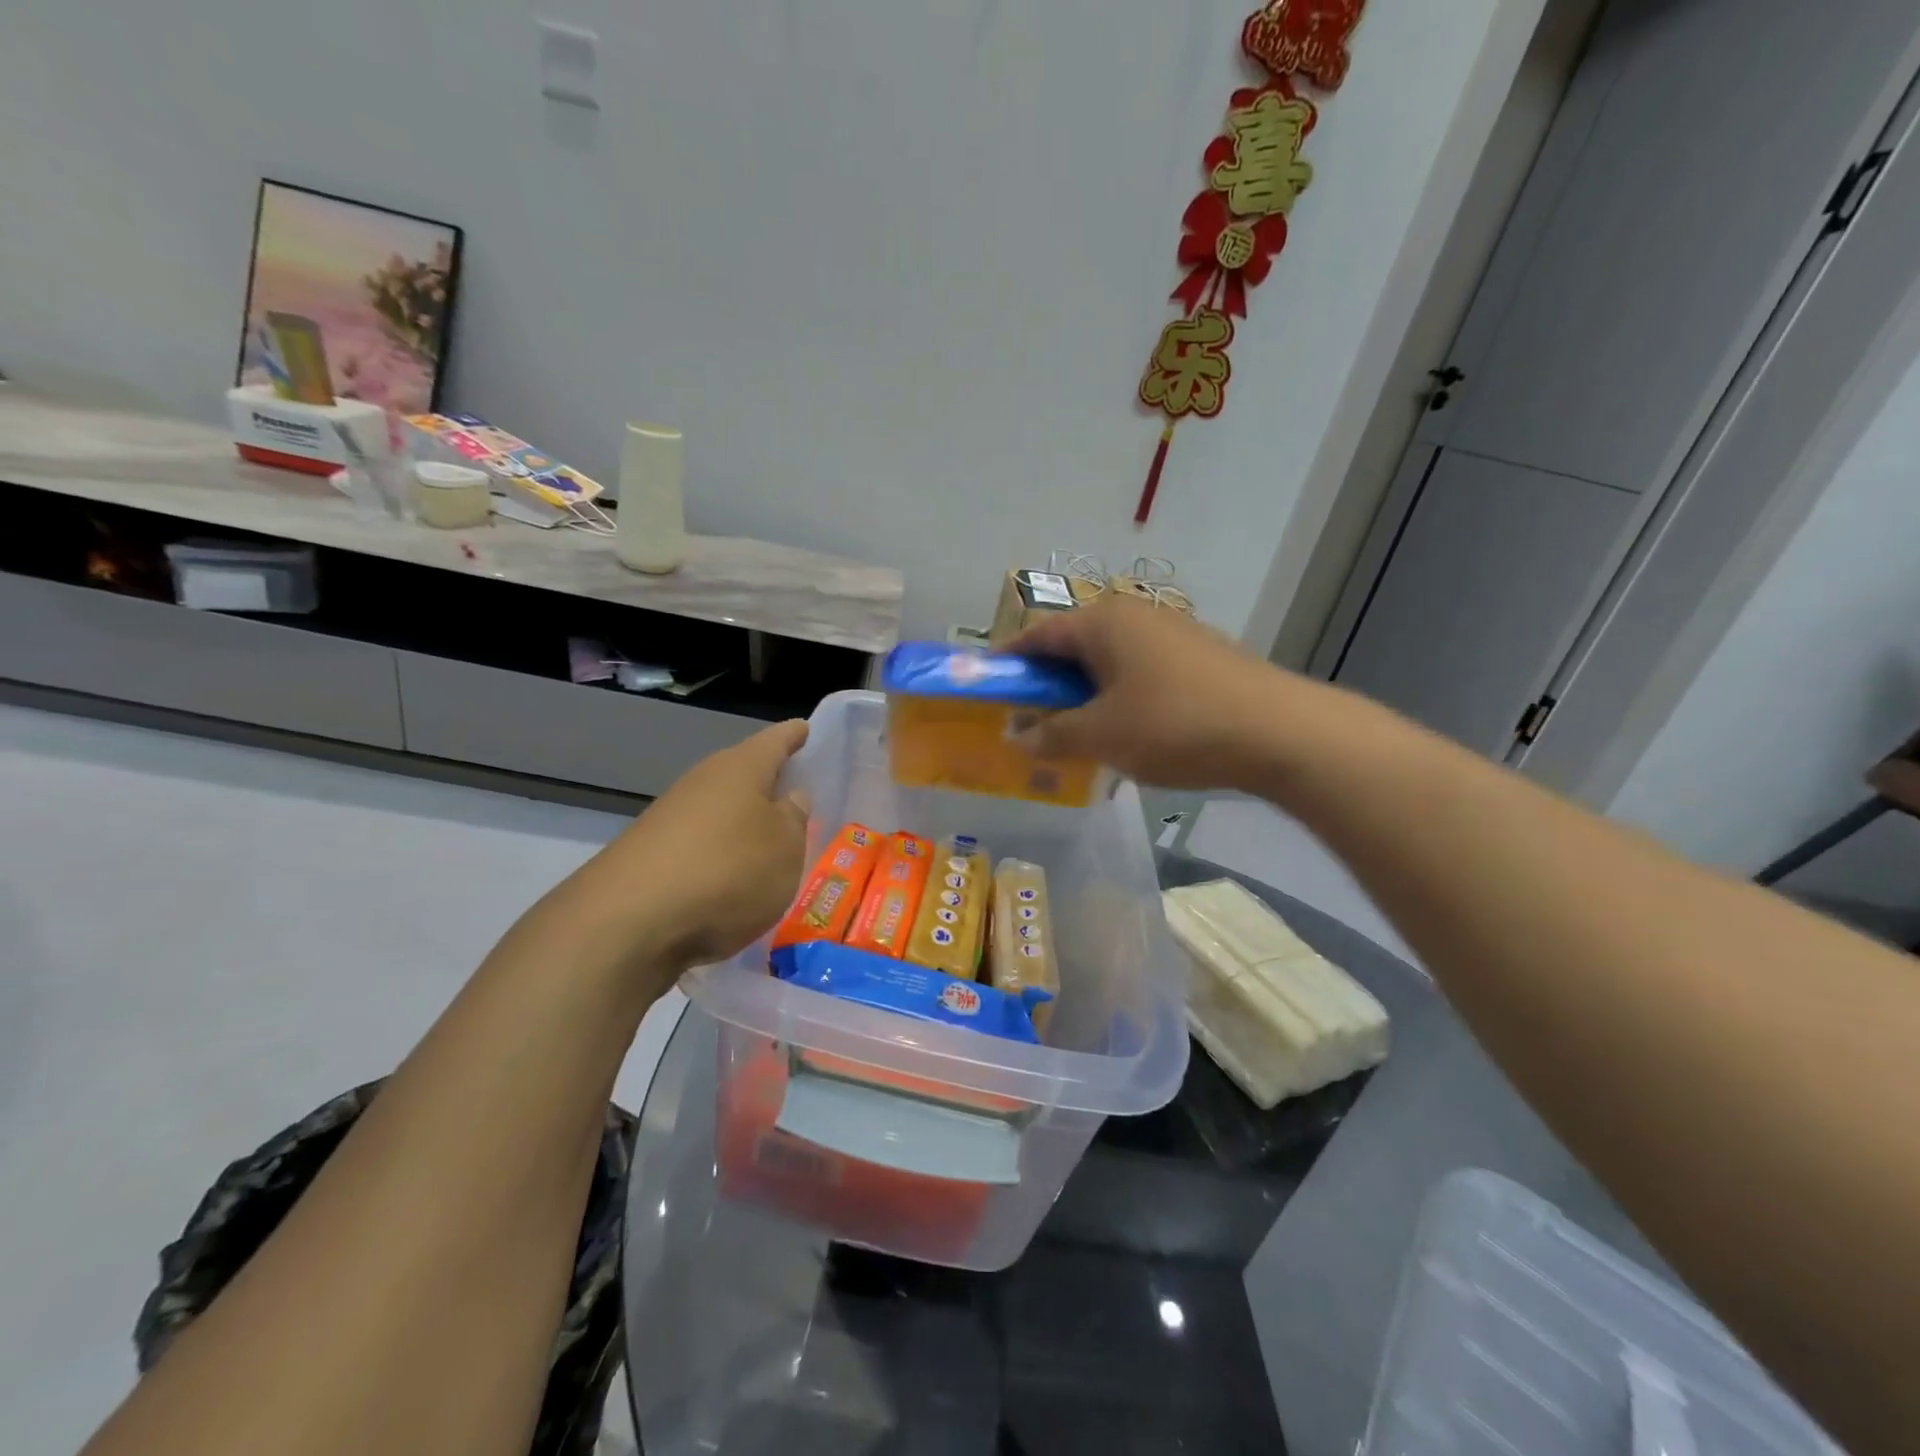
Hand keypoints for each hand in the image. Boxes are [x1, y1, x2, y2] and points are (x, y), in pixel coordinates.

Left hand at [577, 720, 810, 969]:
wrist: (628, 922)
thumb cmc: (728, 870)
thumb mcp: (785, 848)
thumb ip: (794, 819)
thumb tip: (791, 797)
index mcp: (741, 767)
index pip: (775, 740)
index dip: (794, 735)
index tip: (806, 729)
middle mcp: (703, 782)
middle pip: (744, 774)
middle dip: (770, 784)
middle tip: (801, 796)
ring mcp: (672, 818)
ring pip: (721, 811)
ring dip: (744, 824)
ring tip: (773, 847)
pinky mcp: (652, 855)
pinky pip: (701, 845)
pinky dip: (721, 856)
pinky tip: (733, 882)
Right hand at [1010, 595, 1306, 790]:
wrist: (1279, 731)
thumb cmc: (1174, 725)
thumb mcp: (1102, 736)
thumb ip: (1052, 735)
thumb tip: (1017, 738)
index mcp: (1102, 622)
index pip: (1038, 634)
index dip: (1009, 662)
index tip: (989, 690)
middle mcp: (1134, 616)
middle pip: (1073, 646)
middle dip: (1047, 685)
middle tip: (1027, 722)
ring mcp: (1171, 633)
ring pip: (1108, 662)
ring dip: (1084, 695)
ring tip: (1074, 735)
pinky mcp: (1199, 657)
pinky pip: (1140, 673)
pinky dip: (1119, 698)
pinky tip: (1124, 733)